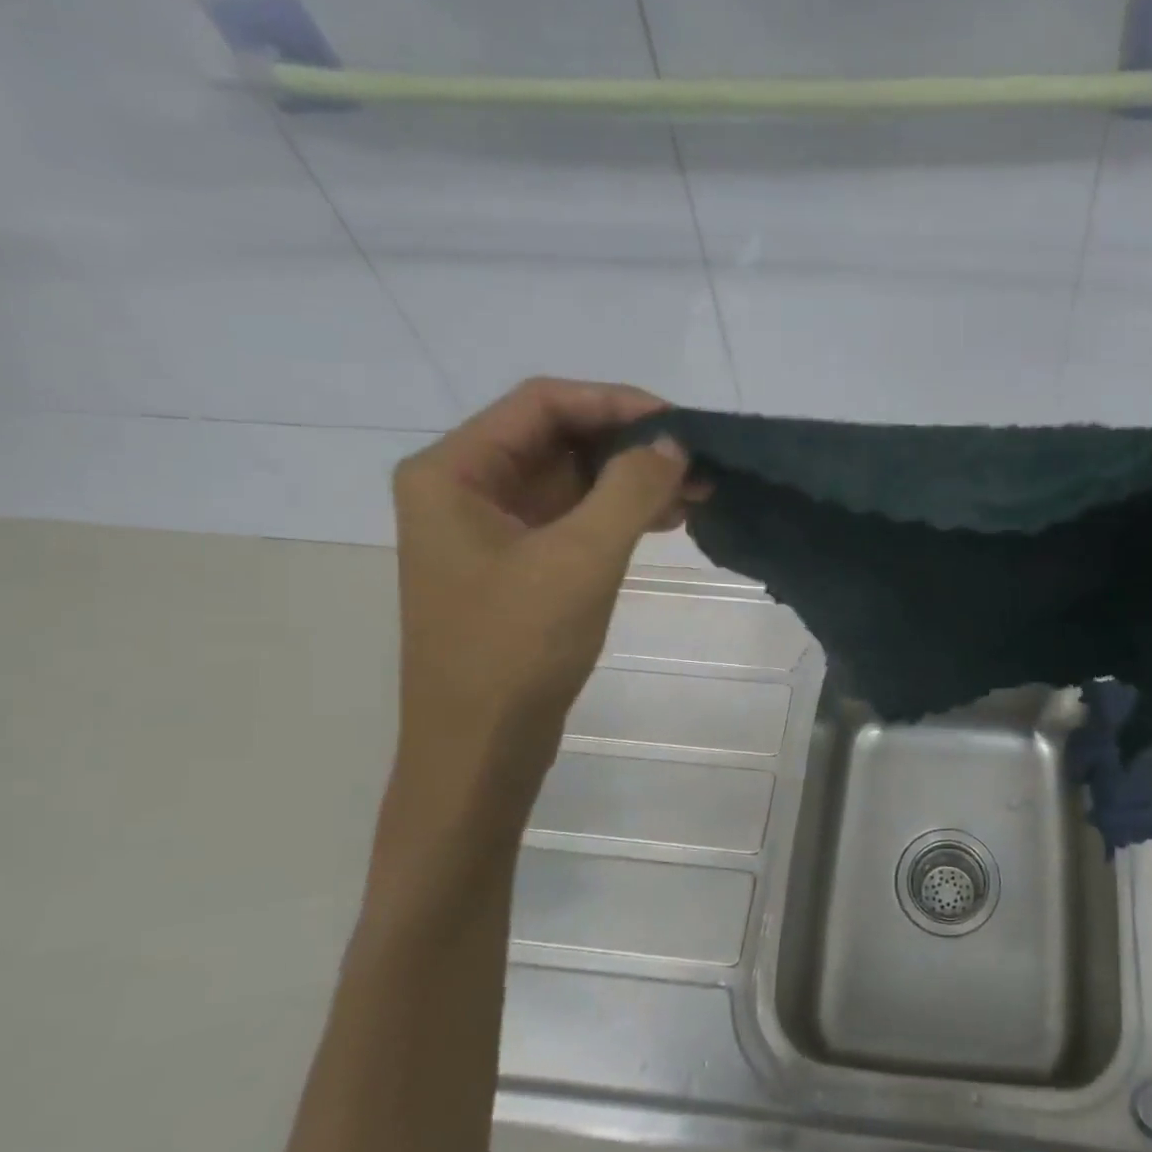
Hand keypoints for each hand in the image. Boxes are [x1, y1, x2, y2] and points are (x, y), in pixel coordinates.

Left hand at [391, 378, 691, 775]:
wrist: (481, 748)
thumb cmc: (516, 649)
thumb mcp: (581, 559)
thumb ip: (630, 490)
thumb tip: (673, 444)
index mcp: (453, 472)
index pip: (542, 404)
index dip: (615, 403)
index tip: (679, 423)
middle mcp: (464, 489)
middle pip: (557, 438)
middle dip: (630, 446)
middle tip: (698, 461)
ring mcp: (490, 529)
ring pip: (571, 480)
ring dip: (631, 481)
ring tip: (697, 491)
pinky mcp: (516, 564)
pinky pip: (573, 519)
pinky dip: (619, 514)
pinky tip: (668, 519)